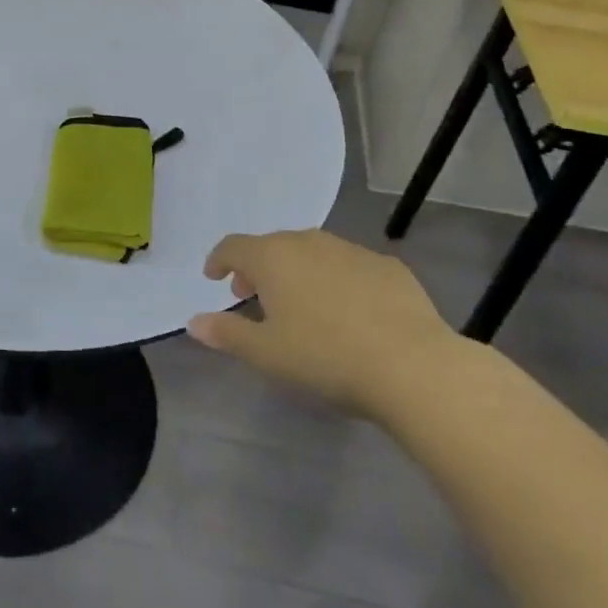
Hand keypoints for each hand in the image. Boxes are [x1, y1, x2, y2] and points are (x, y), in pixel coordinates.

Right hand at [188, 230, 471, 422]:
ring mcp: (351, 251)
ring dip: (297, 271)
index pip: (233, 246)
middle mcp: (308, 242)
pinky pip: (350, 266)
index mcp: (272, 258)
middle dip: (257, 268)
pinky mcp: (388, 266)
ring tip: (300, 303)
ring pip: (312, 252)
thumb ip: (227, 334)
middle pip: (272, 246)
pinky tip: (349, 310)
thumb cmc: (326, 357)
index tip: (213, 277)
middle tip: (253, 296)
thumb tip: (194, 322)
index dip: (218, 260)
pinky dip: (337, 280)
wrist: (413, 365)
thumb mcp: (267, 354)